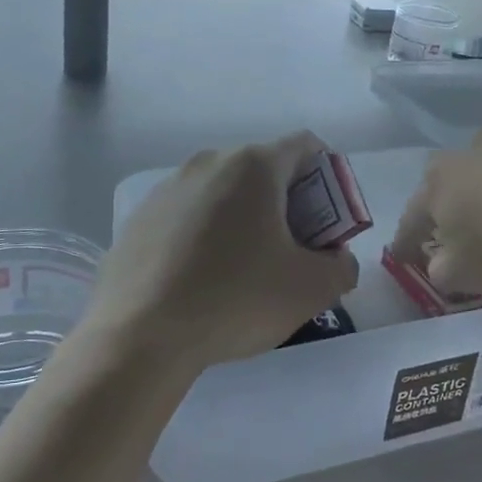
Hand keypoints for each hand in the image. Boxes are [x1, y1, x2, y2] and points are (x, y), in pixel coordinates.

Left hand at [86, 132, 358, 373]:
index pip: (305, 145)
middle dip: (288, 203)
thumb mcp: (310, 289)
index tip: (330, 219)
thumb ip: (342, 267)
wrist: (139, 336)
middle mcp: (208, 162)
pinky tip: (203, 279)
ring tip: (246, 270)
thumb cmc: (235, 299)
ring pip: (223, 193)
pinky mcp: (139, 218)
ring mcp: (167, 188)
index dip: (328, 175)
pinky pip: (189, 216)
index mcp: (253, 166)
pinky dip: (207, 235)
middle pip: (263, 170)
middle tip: (295, 250)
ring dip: (246, 219)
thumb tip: (337, 260)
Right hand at [394, 124, 481, 297]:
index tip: (402, 258)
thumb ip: (441, 270)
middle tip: (446, 219)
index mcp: (434, 190)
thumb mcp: (461, 274)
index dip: (405, 243)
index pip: (411, 221)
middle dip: (441, 196)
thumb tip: (441, 262)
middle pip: (443, 178)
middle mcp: (462, 160)